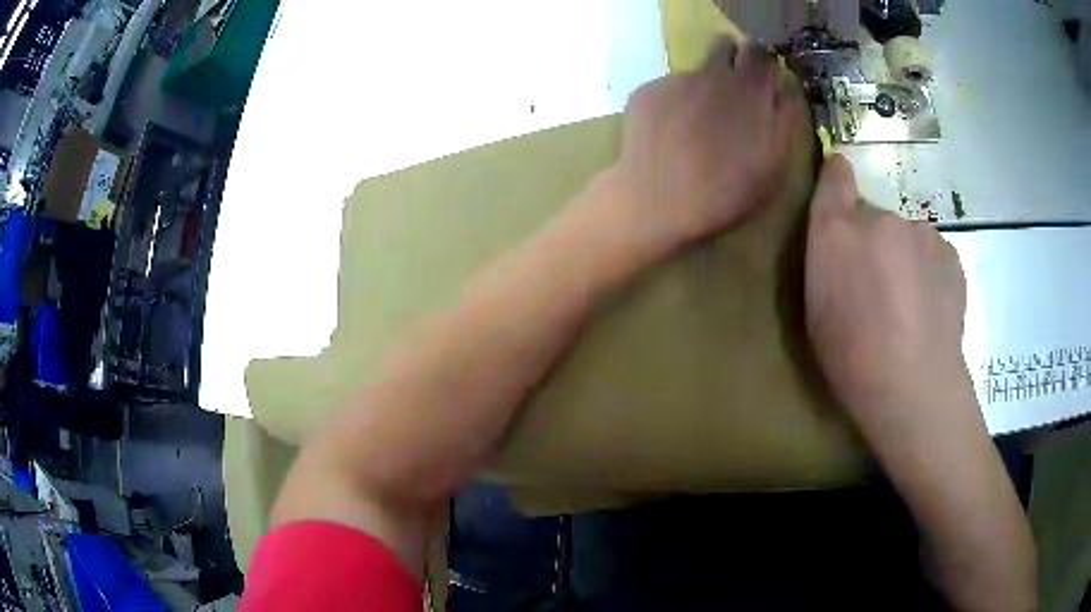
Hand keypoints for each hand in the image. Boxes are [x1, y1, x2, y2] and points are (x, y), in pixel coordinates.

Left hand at [608, 40, 809, 252]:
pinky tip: (667, 135)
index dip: (762, 64)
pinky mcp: (646, 92)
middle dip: (732, 60)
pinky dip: (671, 104)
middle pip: (725, 45)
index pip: (761, 53)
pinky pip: (666, 89)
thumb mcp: (775, 163)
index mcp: (751, 89)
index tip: (762, 80)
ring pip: (695, 68)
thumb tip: (784, 88)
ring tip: (697, 122)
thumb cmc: (728, 192)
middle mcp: (713, 73)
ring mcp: (676, 80)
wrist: (660, 204)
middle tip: (731, 92)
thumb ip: (785, 117)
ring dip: (701, 84)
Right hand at [806, 156, 1036, 611]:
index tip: (838, 178)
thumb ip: (827, 256)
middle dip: (872, 241)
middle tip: (877, 288)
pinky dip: (929, 272)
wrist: (914, 387)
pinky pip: (932, 254)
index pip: (836, 177)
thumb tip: (845, 230)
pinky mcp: (950, 253)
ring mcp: (921, 233)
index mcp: (838, 231)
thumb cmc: (852, 358)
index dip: (837, 176)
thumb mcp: (818, 310)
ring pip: (906, 236)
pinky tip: (930, 309)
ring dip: (904, 258)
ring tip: (908, 306)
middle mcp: (880, 218)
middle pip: (873, 216)